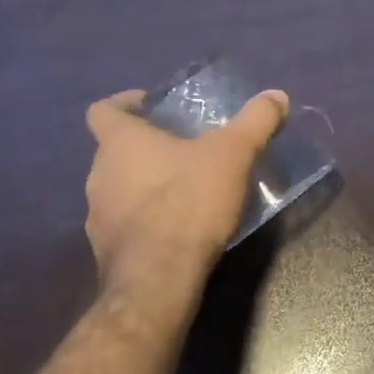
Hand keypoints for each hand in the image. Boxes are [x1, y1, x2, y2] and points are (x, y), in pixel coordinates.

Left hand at [84, 87, 289, 287]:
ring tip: (183, 191)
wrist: (159, 278)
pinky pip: (124, 224)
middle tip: (182, 150)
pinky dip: (145, 221)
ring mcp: (97, 216)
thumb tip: (277, 95)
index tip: (150, 107)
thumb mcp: (233, 154)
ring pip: (117, 188)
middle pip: (114, 150)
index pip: (102, 110)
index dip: (123, 104)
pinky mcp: (106, 251)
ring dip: (144, 186)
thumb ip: (255, 121)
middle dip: (145, 148)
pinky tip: (176, 230)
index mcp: (120, 142)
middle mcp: (98, 174)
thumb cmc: (189, 202)